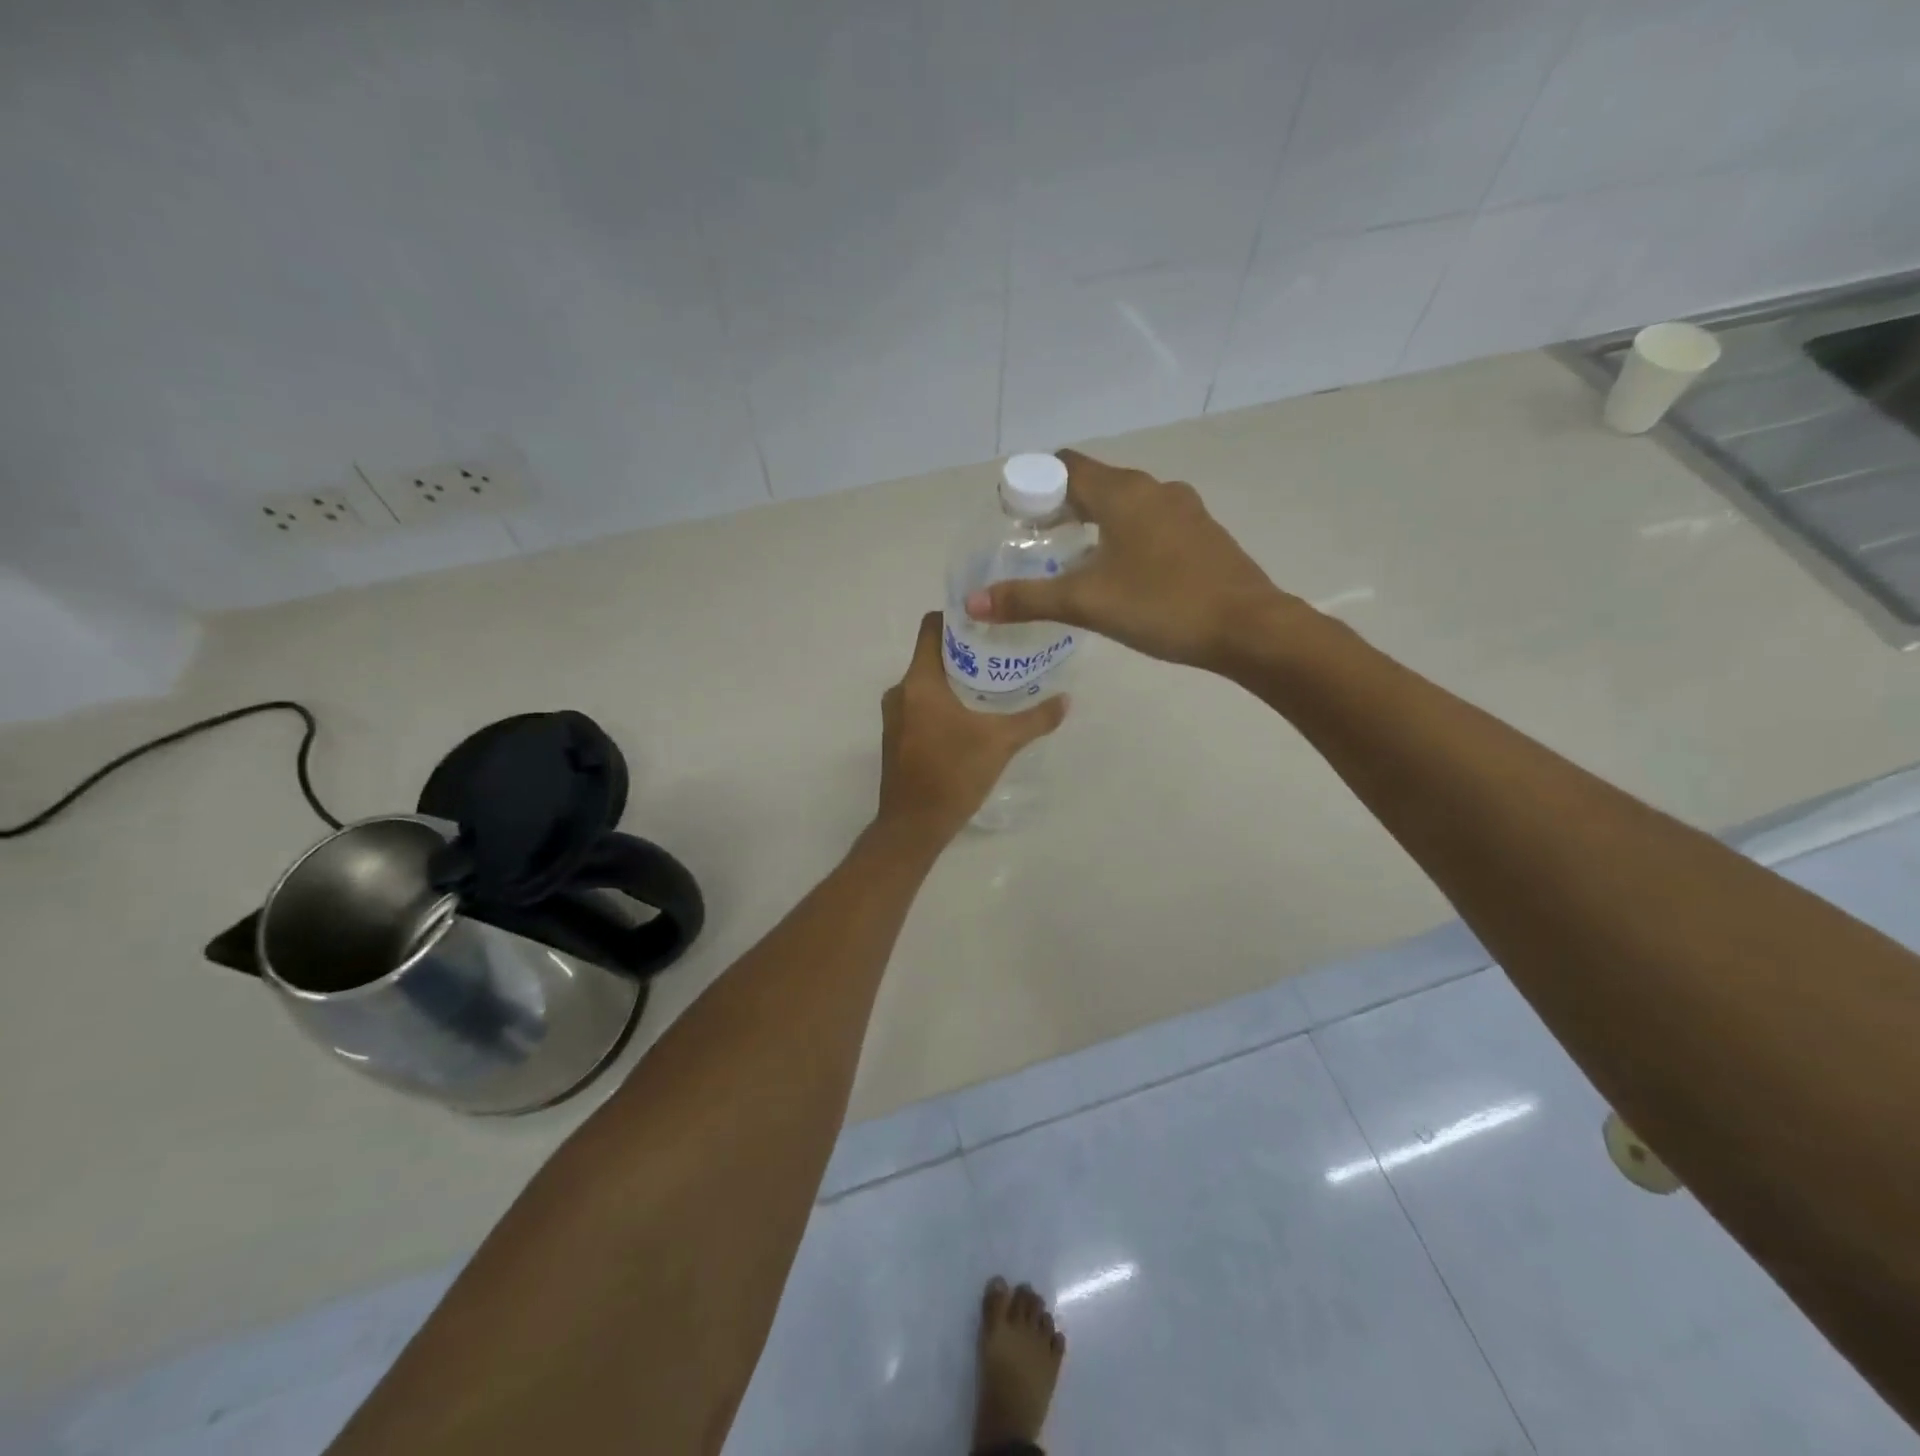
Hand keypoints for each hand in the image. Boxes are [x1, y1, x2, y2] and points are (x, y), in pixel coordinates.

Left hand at [875, 612, 1066, 847]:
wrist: (913, 826)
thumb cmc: (953, 774)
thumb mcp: (1001, 743)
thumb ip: (1035, 718)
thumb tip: (1066, 700)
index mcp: (919, 682)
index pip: (932, 627)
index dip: (957, 618)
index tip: (988, 622)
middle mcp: (900, 691)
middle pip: (932, 654)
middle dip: (965, 652)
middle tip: (1001, 653)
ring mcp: (894, 716)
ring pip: (926, 682)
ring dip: (955, 679)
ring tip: (991, 683)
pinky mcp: (896, 737)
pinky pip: (921, 704)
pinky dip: (943, 702)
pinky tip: (971, 715)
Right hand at [964, 449, 1303, 675]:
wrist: (1248, 628)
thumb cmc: (1162, 605)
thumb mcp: (1086, 603)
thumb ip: (1027, 599)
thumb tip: (973, 603)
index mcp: (1123, 492)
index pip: (1066, 466)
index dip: (1035, 484)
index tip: (1015, 516)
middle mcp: (1154, 489)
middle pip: (1096, 483)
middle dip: (1062, 507)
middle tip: (1036, 542)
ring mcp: (1184, 510)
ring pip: (1126, 504)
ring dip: (1096, 522)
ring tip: (1074, 560)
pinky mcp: (1202, 534)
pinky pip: (1152, 523)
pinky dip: (1126, 536)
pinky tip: (1122, 573)